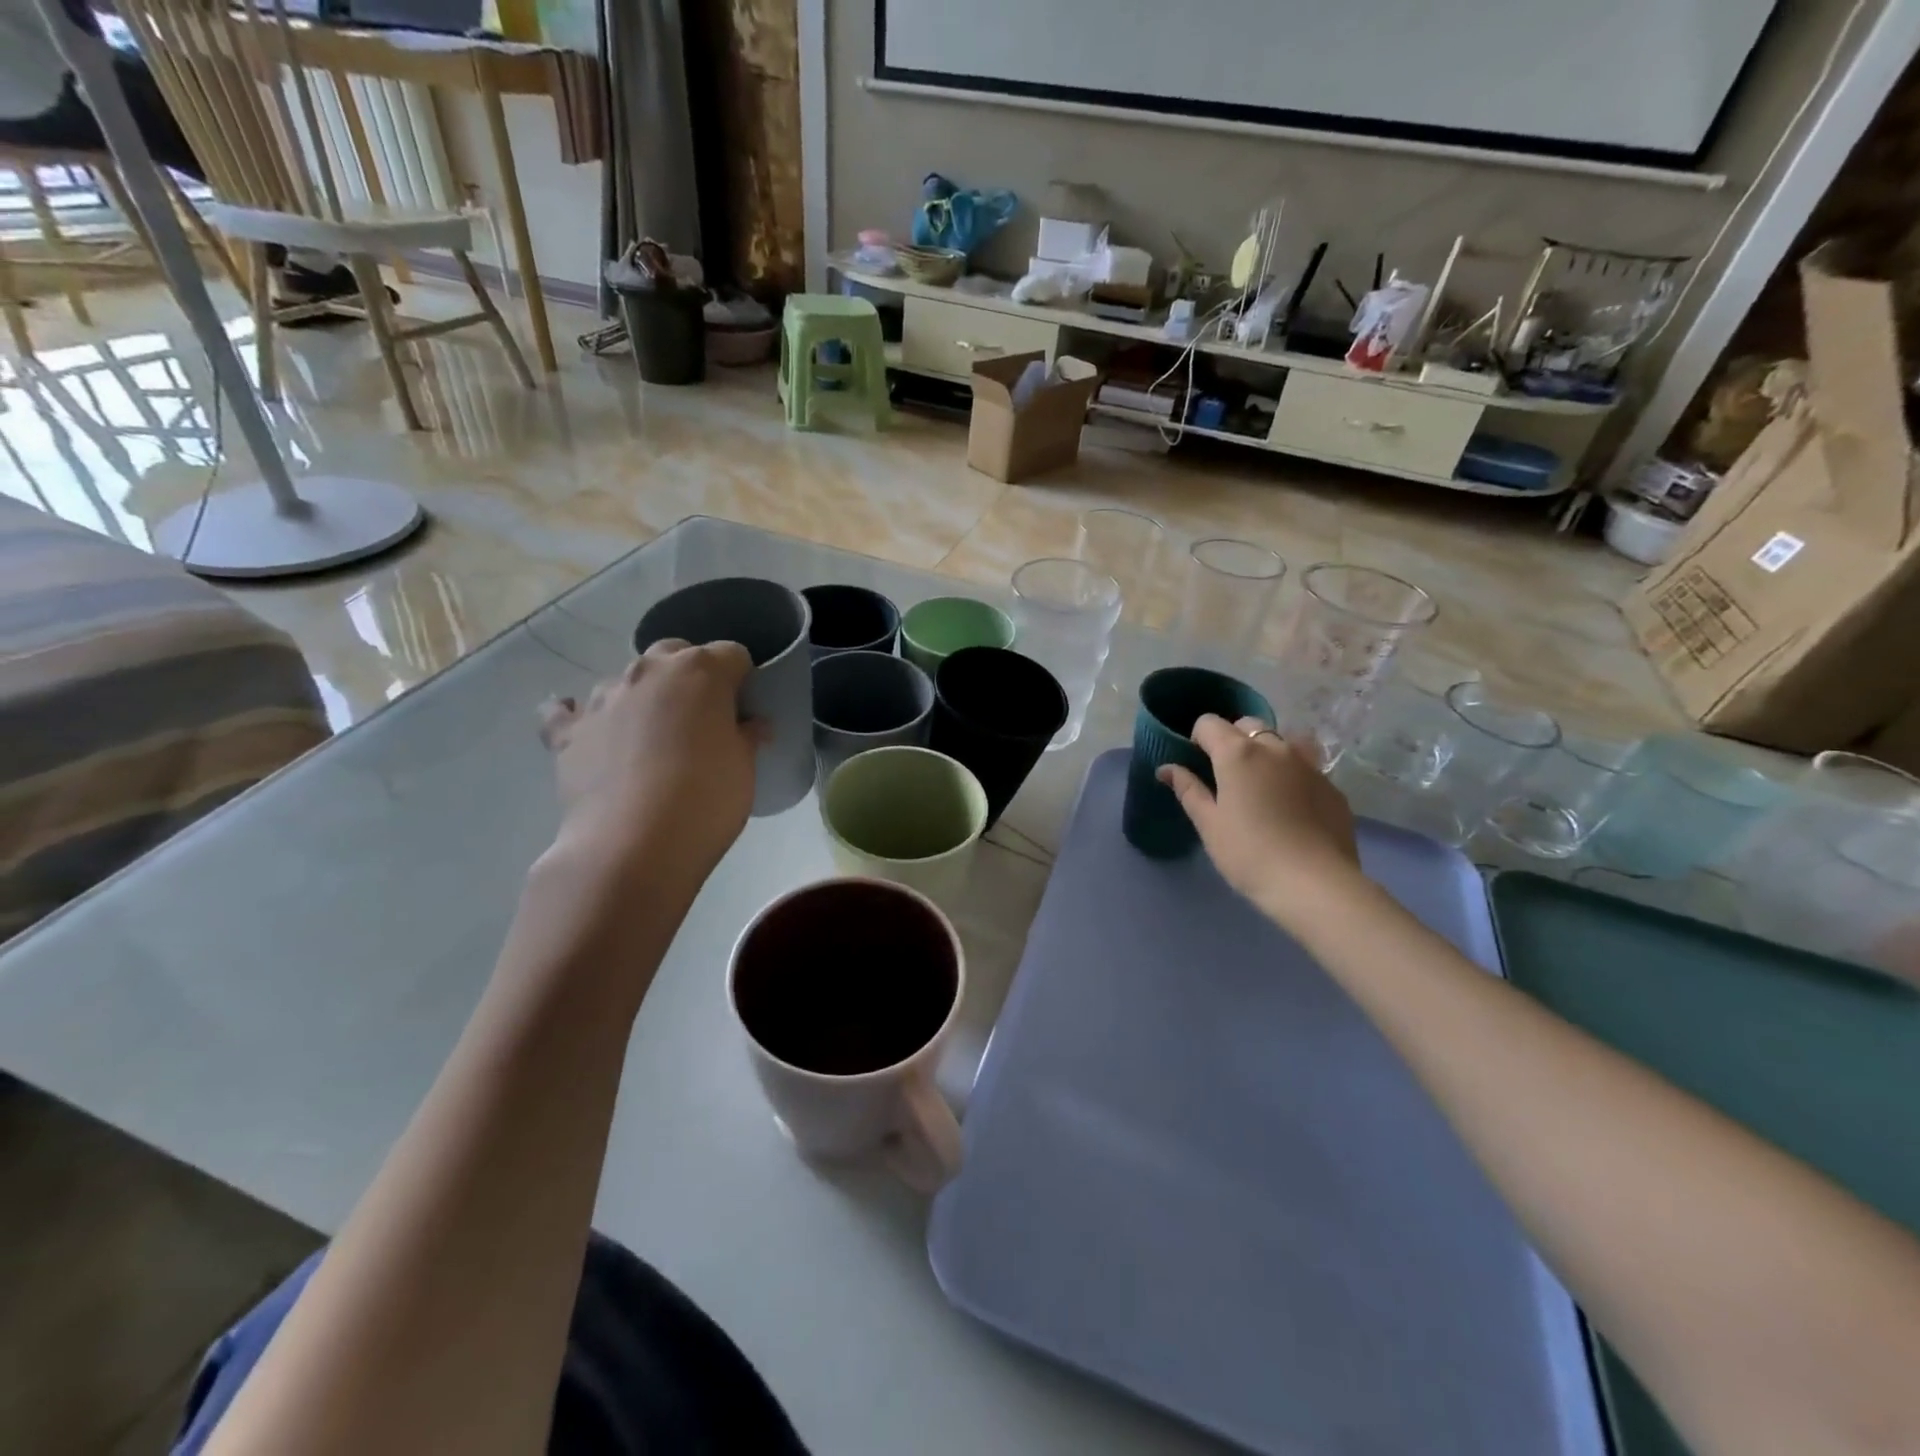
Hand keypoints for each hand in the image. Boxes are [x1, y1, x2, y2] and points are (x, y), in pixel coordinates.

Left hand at [538, 640, 757, 882]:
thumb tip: (752, 725)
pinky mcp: (567, 731)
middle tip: (703, 719)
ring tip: (652, 738)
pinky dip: (578, 715)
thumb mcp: (745, 768)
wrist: (633, 846)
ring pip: (628, 680)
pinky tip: (588, 731)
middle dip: (691, 675)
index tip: (745, 707)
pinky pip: (566, 711)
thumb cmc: (706, 799)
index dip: (743, 678)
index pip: (732, 654)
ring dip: (643, 697)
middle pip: (676, 653)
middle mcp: (649, 671)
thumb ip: (747, 736)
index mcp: (701, 671)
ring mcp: (603, 697)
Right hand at [1158, 715, 1362, 924]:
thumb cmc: (1249, 854)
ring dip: (1267, 751)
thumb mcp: (1209, 824)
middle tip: (1226, 776)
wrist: (1314, 884)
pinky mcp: (1332, 786)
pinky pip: (1307, 767)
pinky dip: (1293, 775)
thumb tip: (1166, 769)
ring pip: (1282, 741)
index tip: (1196, 764)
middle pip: (1248, 726)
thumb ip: (1188, 790)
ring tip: (1262, 784)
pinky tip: (1291, 807)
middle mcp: (1275, 748)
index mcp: (1238, 753)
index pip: (1209, 723)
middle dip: (1232, 740)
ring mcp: (1309, 765)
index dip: (1197, 738)